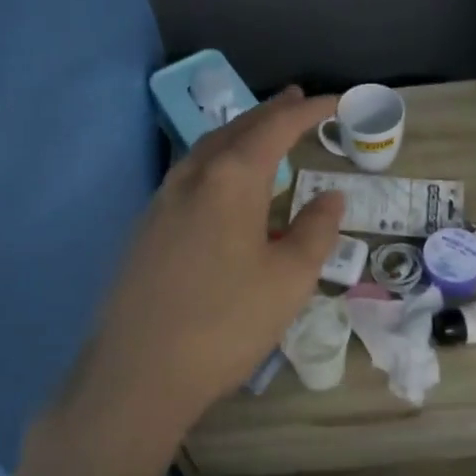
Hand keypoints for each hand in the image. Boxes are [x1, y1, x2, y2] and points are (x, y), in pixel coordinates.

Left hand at [51, 87, 345, 461]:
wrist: (137, 373)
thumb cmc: (225, 324)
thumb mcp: (289, 280)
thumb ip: (315, 230)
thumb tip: (331, 196)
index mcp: (230, 178)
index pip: (277, 127)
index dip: (310, 110)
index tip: (339, 102)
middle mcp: (192, 176)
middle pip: (237, 129)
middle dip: (272, 113)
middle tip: (300, 103)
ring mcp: (162, 199)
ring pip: (207, 148)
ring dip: (241, 134)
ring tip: (265, 133)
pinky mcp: (146, 226)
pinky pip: (190, 173)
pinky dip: (218, 160)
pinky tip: (224, 184)